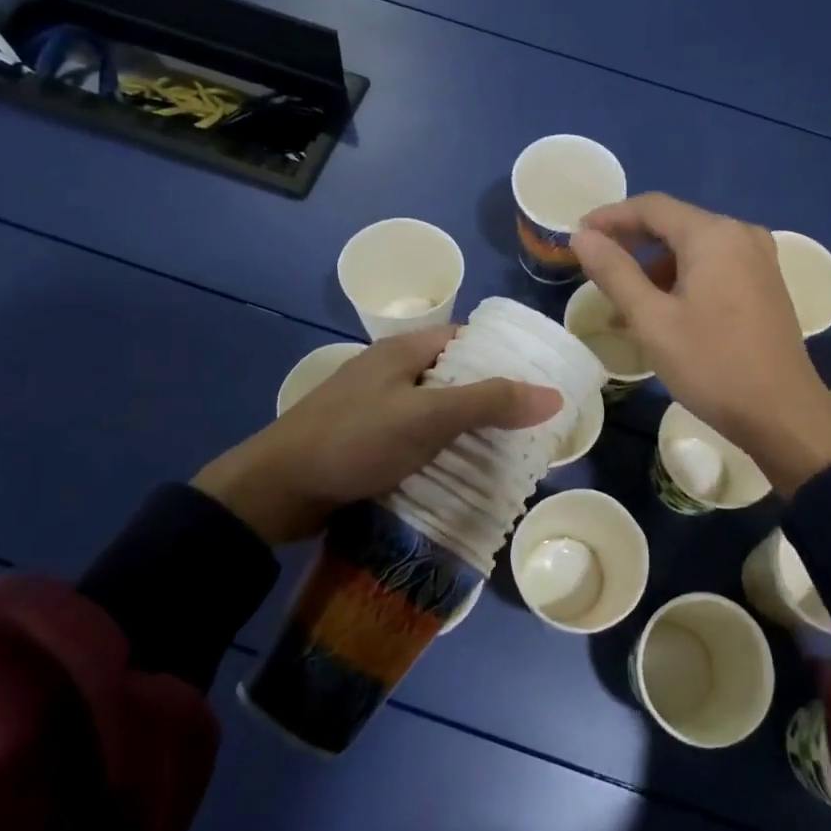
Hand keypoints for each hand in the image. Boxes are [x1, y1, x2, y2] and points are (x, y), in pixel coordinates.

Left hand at [192, 328, 561, 544]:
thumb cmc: (355, 440)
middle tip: (533, 427)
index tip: (540, 381)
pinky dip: (442, 453)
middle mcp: (391, 373)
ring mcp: (376, 409)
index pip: (466, 340)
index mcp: (404, 351)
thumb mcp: (428, 417)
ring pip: (436, 413)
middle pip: (454, 378)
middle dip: (492, 400)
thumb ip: (490, 402)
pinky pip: (416, 441)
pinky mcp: (367, 443)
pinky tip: (463, 474)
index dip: (504, 356)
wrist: (276, 490)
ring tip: (510, 454)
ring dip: (468, 431)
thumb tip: (554, 395)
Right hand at [572, 193, 830, 494]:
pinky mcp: (765, 285)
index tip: (577, 235)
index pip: (652, 207)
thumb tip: (582, 237)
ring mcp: (759, 259)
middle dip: (631, 243)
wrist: (782, 414)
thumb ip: (614, 272)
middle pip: (675, 224)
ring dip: (655, 266)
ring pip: (694, 248)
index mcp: (714, 235)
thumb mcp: (652, 320)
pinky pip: (714, 266)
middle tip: (594, 265)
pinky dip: (682, 279)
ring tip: (624, 301)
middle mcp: (741, 234)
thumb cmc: (712, 365)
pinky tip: (662, 311)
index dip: (610, 217)